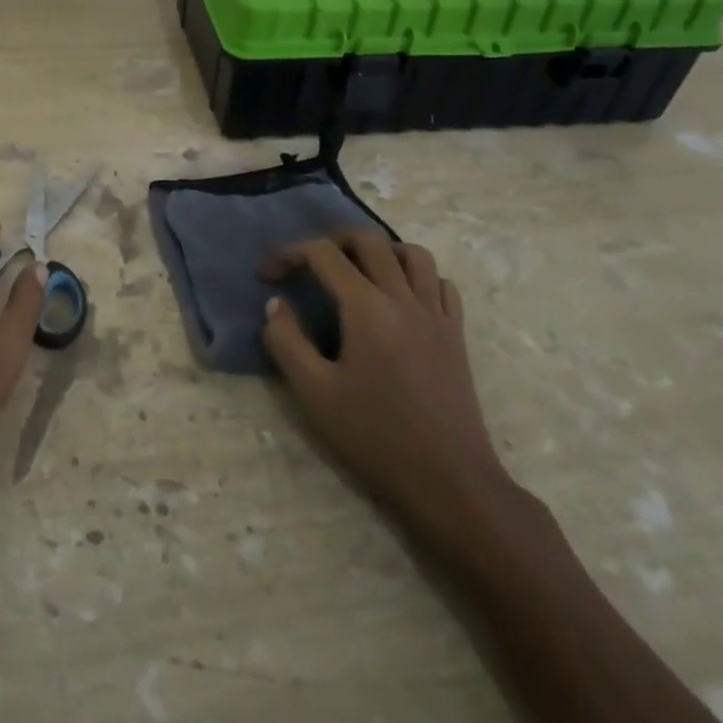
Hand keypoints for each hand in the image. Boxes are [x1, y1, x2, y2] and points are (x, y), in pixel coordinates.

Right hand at [260, 229, 516, 551]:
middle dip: (331, 240)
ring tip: (359, 271)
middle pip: (368, 240)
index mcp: (367, 307)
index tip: (267, 275)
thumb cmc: (376, 438)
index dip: (289, 254)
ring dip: (380, 250)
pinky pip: (441, 284)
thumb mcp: (314, 394)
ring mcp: (436, 314)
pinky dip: (418, 276)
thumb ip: (286, 342)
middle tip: (308, 263)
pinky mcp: (456, 335)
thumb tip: (276, 305)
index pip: (323, 254)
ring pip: (412, 254)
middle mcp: (404, 298)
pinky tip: (402, 297)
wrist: (449, 482)